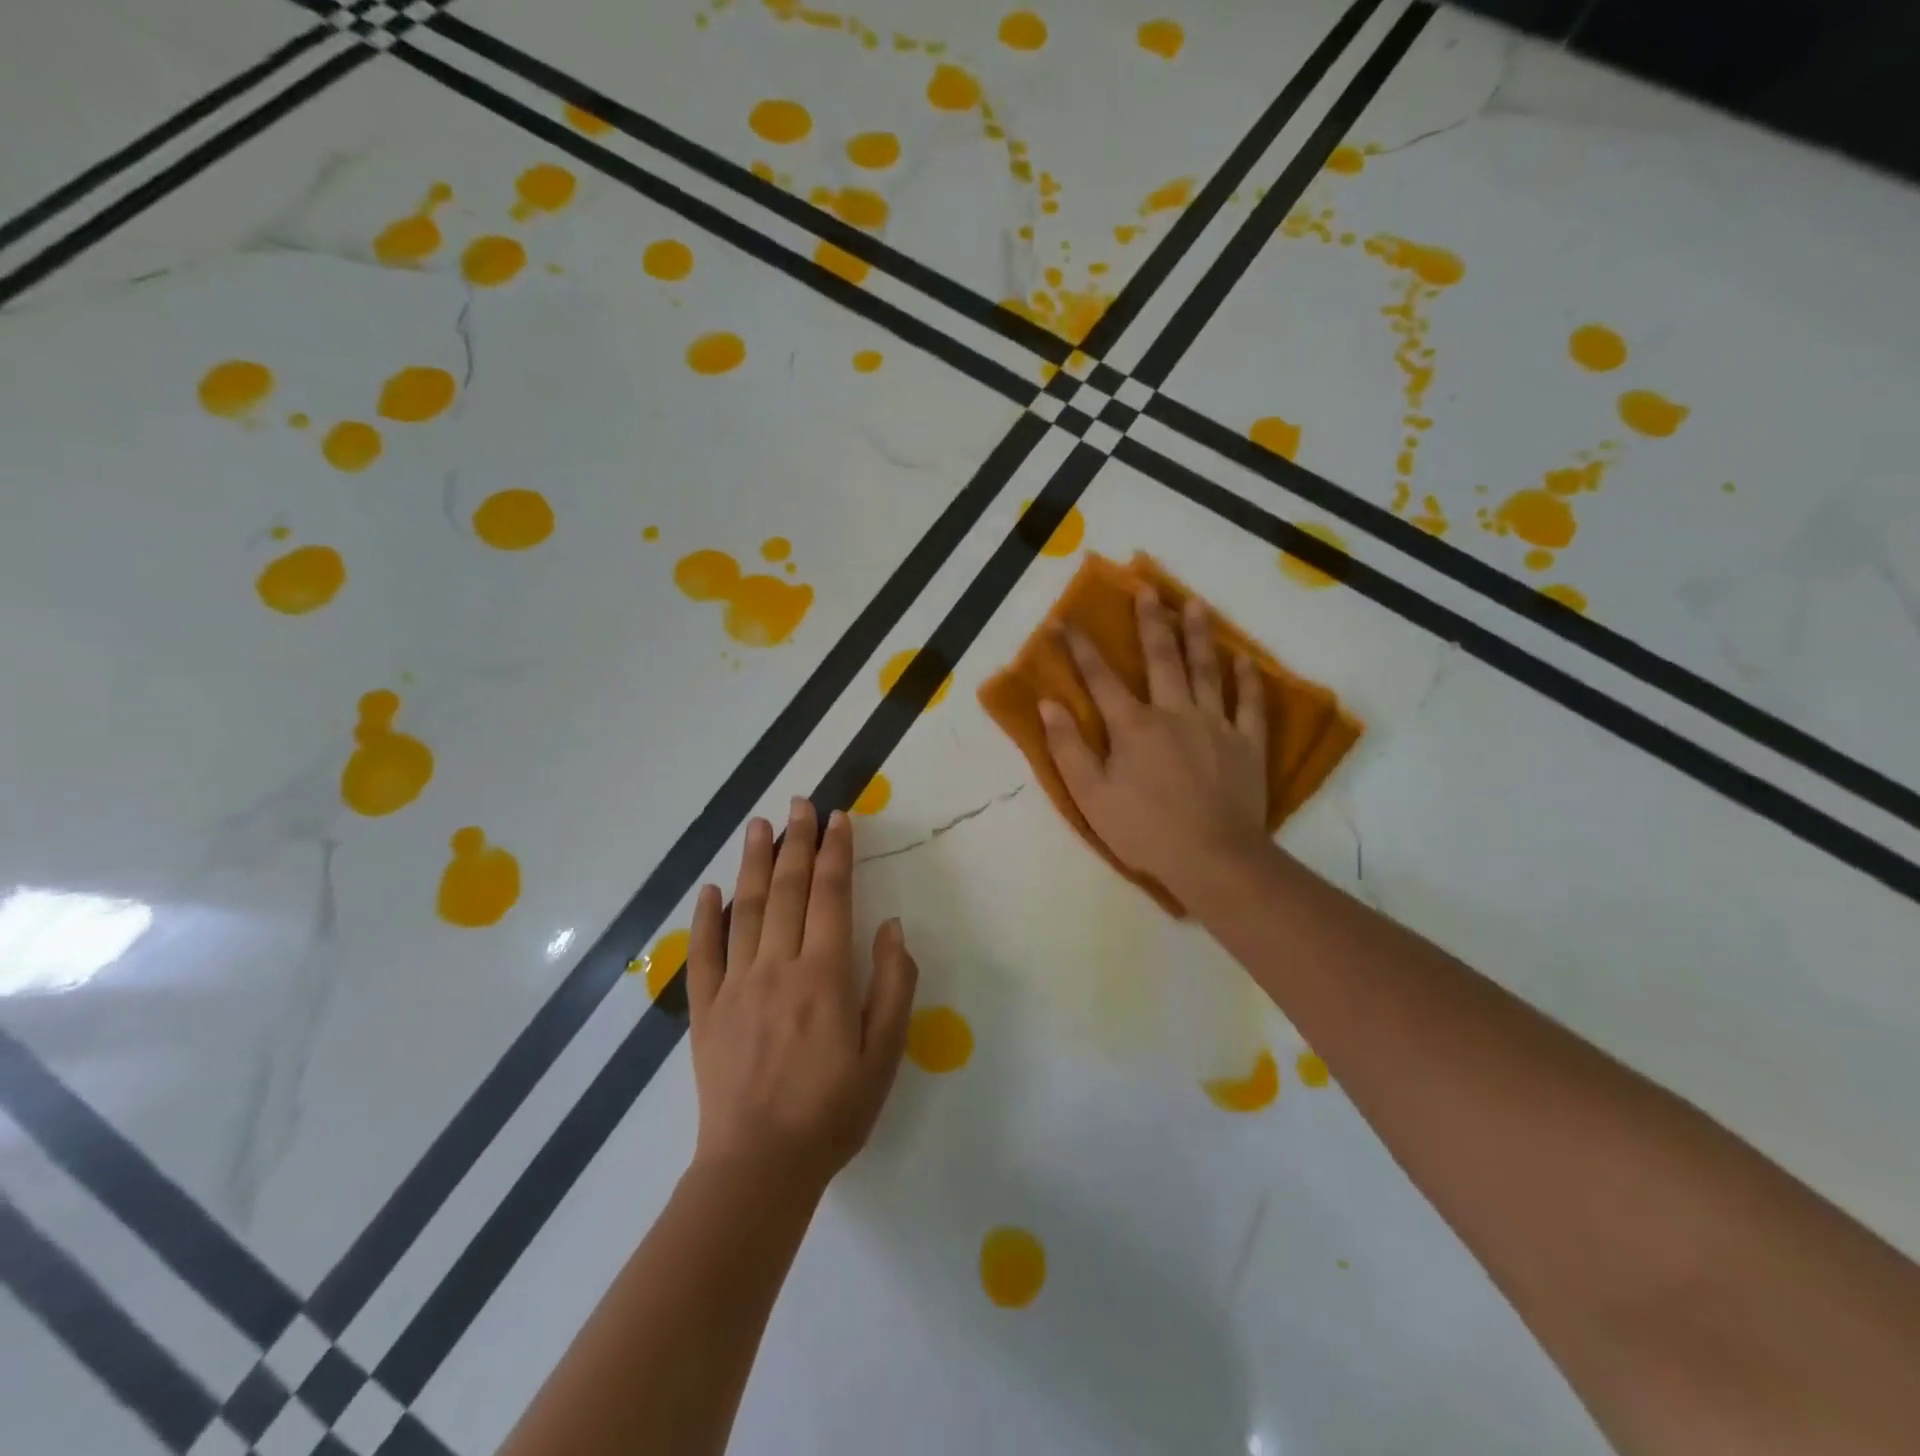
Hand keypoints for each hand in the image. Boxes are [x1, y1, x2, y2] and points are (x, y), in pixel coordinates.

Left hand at [687, 798, 917, 1200]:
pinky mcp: (705, 1010)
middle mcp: (778, 967)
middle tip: (800, 803)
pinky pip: (703, 953)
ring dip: (753, 862)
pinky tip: (710, 889)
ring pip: (745, 909)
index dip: (836, 852)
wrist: (760, 1168)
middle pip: (786, 890)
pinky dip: (705, 917)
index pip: (831, 895)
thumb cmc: (833, 1110)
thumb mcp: (885, 1054)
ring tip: (758, 824)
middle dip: (796, 842)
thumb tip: (889, 926)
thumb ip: (893, 984)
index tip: (839, 817)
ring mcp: (736, 985)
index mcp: (824, 975)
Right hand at [1039, 587, 1270, 902]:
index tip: (1065, 620)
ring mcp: (1216, 725)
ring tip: (1195, 604)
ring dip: (1199, 635)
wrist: (1213, 859)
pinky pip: (1250, 704)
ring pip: (1207, 670)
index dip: (1080, 648)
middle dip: (1150, 621)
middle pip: (1161, 658)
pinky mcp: (1247, 744)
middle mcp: (1174, 712)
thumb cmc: (1144, 830)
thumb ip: (1068, 747)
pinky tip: (1245, 659)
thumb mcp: (1090, 795)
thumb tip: (1048, 703)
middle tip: (1147, 589)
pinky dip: (1248, 680)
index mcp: (1133, 726)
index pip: (1100, 678)